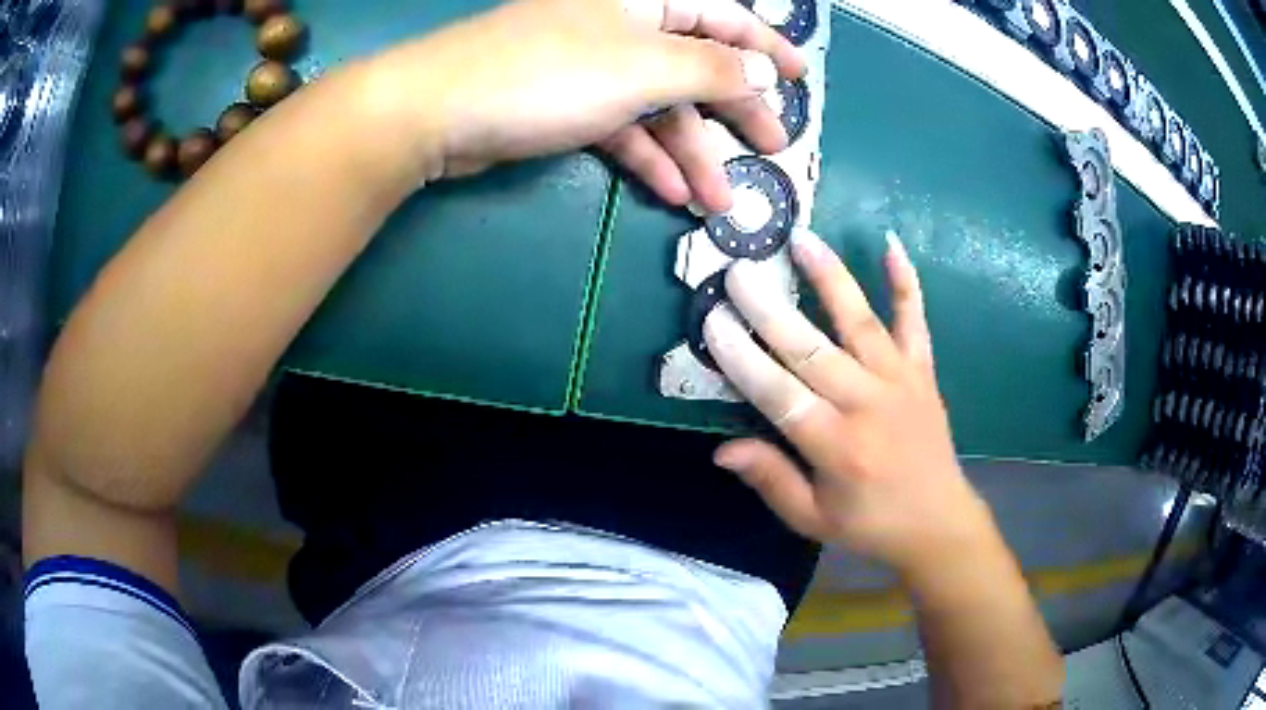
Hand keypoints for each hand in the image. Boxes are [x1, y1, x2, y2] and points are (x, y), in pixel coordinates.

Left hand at [370, 0, 804, 210]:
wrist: (438, 110)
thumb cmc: (548, 72)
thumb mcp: (647, 66)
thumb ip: (715, 69)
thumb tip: (765, 72)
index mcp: (644, 0)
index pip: (724, 15)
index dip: (767, 48)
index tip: (803, 80)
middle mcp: (622, 25)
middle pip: (696, 65)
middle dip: (735, 112)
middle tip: (771, 152)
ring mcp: (591, 65)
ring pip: (660, 105)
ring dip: (692, 152)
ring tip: (721, 203)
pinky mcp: (565, 102)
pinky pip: (621, 127)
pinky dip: (646, 158)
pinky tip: (669, 194)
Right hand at [705, 230, 992, 575]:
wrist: (938, 522)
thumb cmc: (870, 524)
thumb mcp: (812, 519)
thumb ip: (770, 479)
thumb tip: (721, 448)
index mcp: (836, 447)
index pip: (779, 395)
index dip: (743, 359)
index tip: (713, 322)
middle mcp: (867, 405)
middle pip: (812, 350)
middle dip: (770, 309)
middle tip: (738, 271)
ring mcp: (900, 380)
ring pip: (860, 321)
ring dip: (830, 277)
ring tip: (801, 238)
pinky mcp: (922, 370)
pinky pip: (915, 321)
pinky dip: (906, 282)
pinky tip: (891, 244)